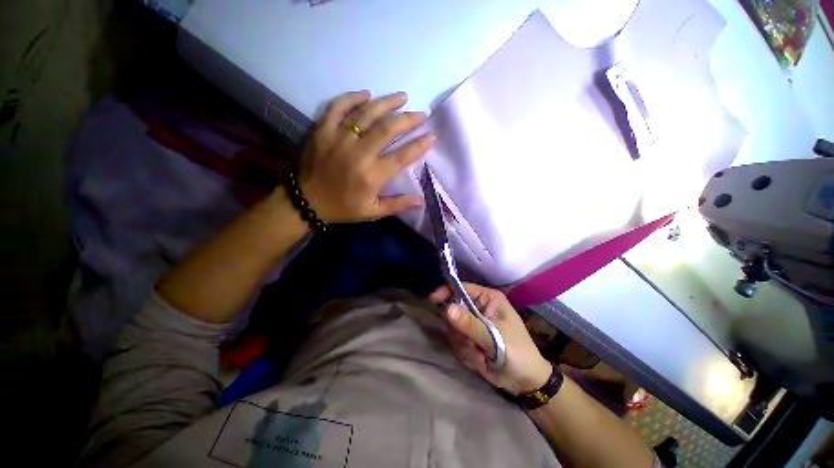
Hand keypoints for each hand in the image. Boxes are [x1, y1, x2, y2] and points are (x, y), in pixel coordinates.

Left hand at [297, 90, 434, 222]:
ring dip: (386, 103)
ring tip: (401, 97)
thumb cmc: (343, 208)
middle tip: (420, 114)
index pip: (401, 157)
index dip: (419, 145)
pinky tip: (366, 94)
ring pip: (365, 114)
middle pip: (387, 129)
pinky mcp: (322, 131)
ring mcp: (338, 139)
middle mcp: (357, 154)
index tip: (431, 135)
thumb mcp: (372, 212)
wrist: (307, 201)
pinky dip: (351, 98)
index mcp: (371, 176)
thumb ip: (396, 205)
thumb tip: (419, 201)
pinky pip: (337, 107)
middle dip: (407, 119)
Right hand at [430, 283, 552, 395]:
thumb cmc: (517, 353)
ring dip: (464, 345)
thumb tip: (447, 309)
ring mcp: (474, 324)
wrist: (525, 382)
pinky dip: (466, 354)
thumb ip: (470, 324)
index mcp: (488, 299)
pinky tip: (481, 361)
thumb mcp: (494, 339)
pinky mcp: (470, 339)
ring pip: (453, 329)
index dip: (446, 292)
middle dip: (459, 331)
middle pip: (453, 310)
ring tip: (481, 356)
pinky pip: (456, 342)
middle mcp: (479, 308)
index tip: (433, 301)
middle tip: (472, 344)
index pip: (461, 288)